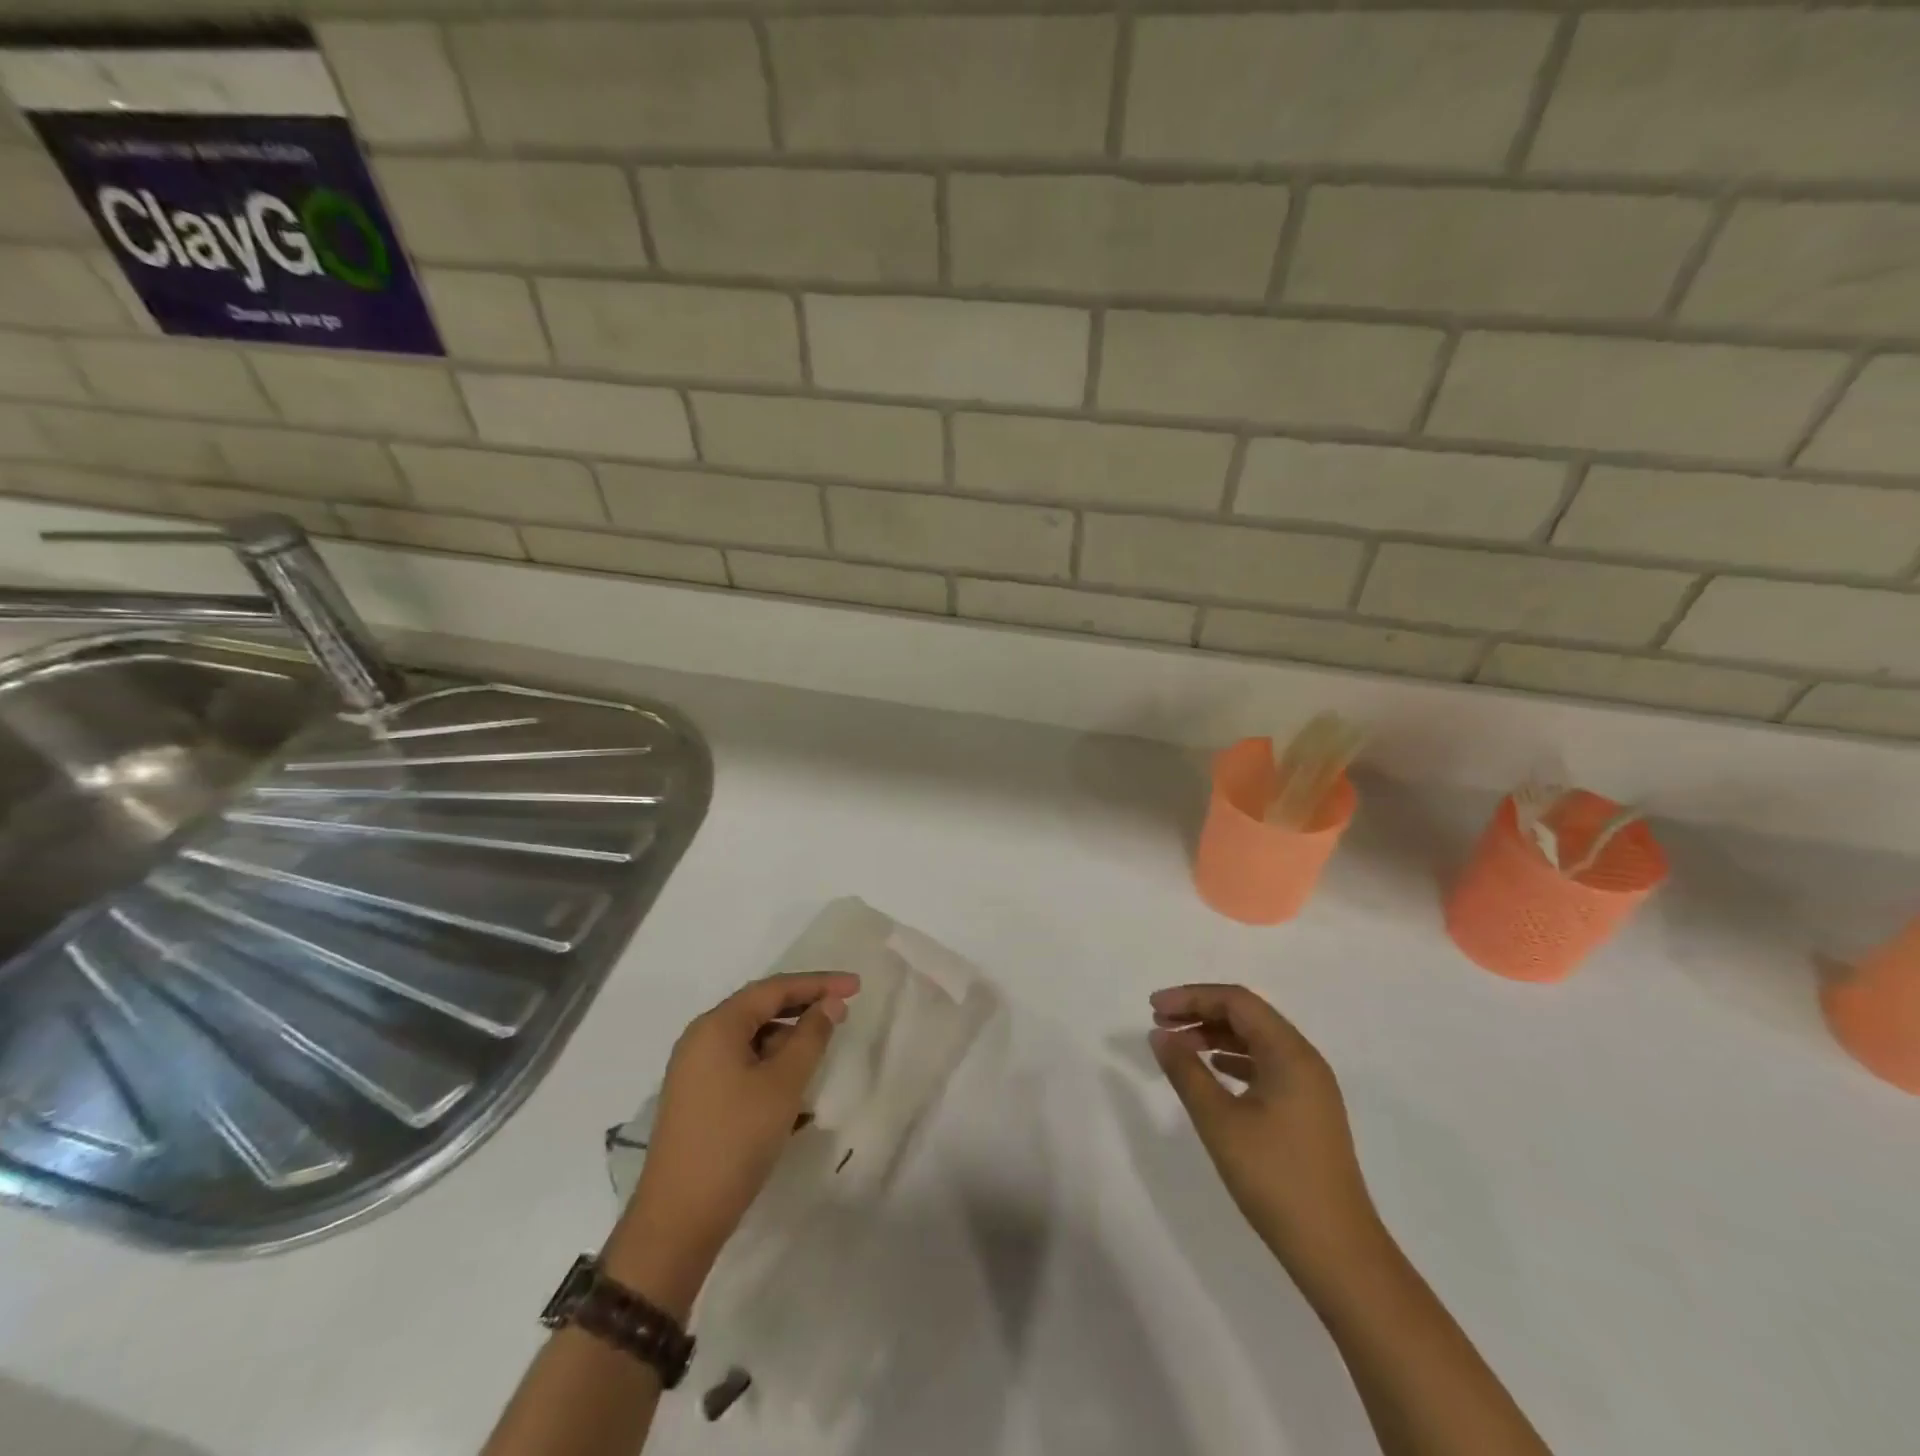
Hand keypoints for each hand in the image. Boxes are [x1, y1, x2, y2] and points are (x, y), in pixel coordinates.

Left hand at [605, 971, 858, 1313]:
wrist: (678, 1221)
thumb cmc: (735, 1141)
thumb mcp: (783, 1085)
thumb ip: (810, 1038)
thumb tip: (829, 1004)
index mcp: (717, 1026)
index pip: (774, 988)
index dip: (818, 983)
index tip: (856, 986)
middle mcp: (701, 1038)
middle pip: (760, 1008)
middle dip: (803, 1007)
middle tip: (842, 1010)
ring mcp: (695, 1070)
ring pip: (751, 1038)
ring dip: (787, 1039)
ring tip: (821, 1051)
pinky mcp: (698, 1097)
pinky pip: (741, 1063)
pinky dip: (770, 1064)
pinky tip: (793, 1086)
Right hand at [1150, 983, 1379, 1269]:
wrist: (1338, 1253)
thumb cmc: (1275, 1179)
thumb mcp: (1219, 1121)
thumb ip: (1186, 1071)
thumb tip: (1160, 1035)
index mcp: (1290, 1053)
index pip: (1236, 1001)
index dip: (1191, 997)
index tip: (1154, 1007)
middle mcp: (1304, 1060)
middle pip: (1247, 1016)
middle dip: (1201, 1013)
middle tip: (1159, 1023)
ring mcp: (1310, 1087)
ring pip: (1256, 1040)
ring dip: (1215, 1035)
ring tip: (1178, 1046)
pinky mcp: (1308, 1111)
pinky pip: (1266, 1065)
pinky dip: (1233, 1059)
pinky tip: (1213, 1071)